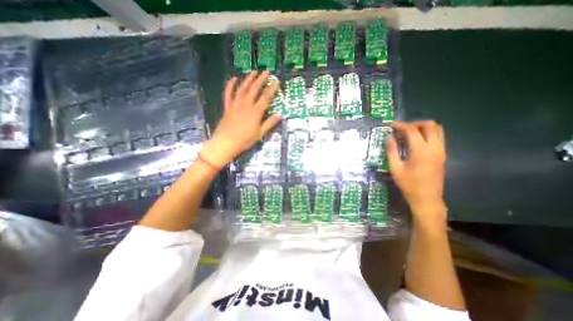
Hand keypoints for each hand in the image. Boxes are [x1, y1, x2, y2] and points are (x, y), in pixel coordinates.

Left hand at [201, 71, 280, 167]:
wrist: (226, 142)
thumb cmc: (245, 140)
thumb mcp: (260, 133)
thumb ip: (270, 123)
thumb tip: (280, 115)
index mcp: (256, 112)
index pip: (266, 97)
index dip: (272, 89)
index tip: (276, 81)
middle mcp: (246, 105)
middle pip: (255, 89)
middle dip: (261, 79)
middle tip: (266, 71)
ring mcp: (236, 104)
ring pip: (243, 88)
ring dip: (248, 79)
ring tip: (253, 72)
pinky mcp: (228, 107)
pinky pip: (228, 94)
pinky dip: (230, 85)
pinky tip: (233, 78)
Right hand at [390, 121, 447, 222]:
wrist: (427, 198)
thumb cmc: (408, 184)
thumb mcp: (395, 168)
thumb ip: (392, 151)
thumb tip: (390, 137)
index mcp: (421, 151)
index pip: (412, 130)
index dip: (401, 125)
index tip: (391, 124)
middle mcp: (434, 148)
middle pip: (430, 125)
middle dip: (414, 123)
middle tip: (402, 128)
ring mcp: (441, 151)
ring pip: (437, 129)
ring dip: (423, 127)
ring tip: (409, 133)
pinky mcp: (442, 155)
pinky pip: (438, 137)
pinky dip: (427, 133)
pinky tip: (416, 141)